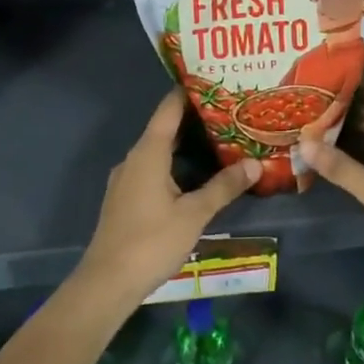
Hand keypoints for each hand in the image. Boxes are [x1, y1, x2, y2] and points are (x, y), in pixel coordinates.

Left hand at [75, 91, 259, 302]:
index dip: (190, 92)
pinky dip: (176, 164)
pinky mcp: (126, 198)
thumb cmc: (151, 241)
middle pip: (166, 128)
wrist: (107, 283)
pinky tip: (198, 174)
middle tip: (230, 112)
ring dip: (187, 145)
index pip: (169, 108)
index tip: (216, 80)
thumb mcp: (194, 214)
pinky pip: (154, 168)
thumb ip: (224, 186)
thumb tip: (255, 164)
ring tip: (221, 140)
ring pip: (160, 151)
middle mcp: (134, 158)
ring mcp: (127, 179)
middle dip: (196, 119)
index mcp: (148, 152)